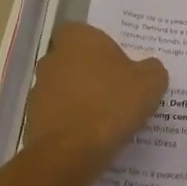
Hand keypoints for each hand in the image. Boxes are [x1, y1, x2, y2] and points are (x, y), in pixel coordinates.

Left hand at [23, 22, 167, 169]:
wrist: (70, 154)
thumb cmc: (111, 105)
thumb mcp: (150, 83)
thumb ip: (152, 69)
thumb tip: (149, 68)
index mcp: (78, 40)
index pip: (82, 31)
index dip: (98, 44)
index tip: (116, 60)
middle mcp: (52, 59)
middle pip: (73, 59)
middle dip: (90, 71)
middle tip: (116, 88)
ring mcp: (39, 91)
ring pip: (64, 88)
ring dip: (80, 98)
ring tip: (107, 117)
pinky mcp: (33, 121)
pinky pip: (59, 116)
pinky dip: (72, 123)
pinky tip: (92, 137)